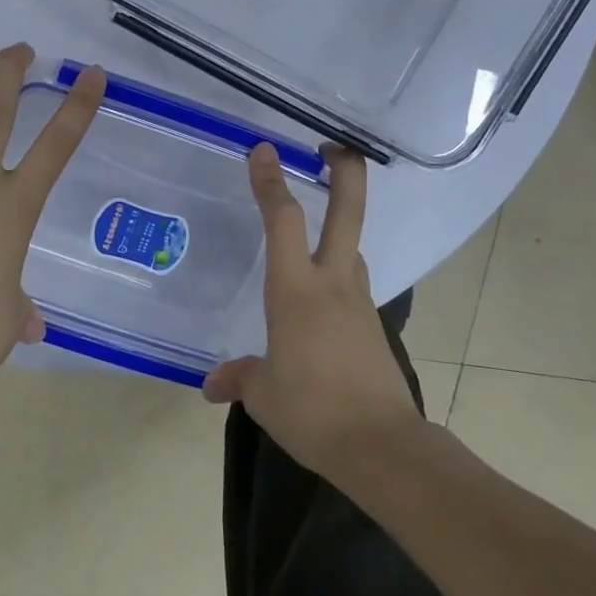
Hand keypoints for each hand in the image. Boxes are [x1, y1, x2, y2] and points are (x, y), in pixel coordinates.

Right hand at [203, 143, 421, 477]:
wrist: (382, 448)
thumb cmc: (313, 410)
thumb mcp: (264, 394)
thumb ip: (240, 378)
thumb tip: (213, 383)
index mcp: (296, 289)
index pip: (283, 220)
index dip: (271, 181)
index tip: (263, 150)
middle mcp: (332, 283)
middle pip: (347, 212)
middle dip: (345, 172)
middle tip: (333, 147)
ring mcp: (359, 303)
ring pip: (352, 249)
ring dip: (338, 228)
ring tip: (312, 230)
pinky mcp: (373, 327)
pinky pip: (352, 287)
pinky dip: (337, 278)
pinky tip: (319, 303)